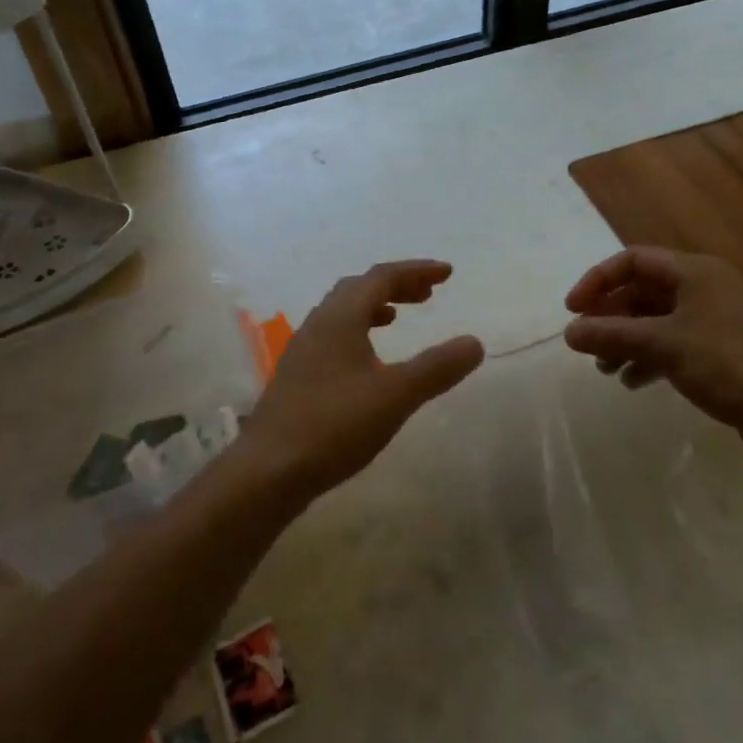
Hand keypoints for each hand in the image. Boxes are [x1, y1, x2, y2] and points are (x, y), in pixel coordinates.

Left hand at [244, 260, 484, 498]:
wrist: (268, 471)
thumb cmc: (334, 425)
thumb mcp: (395, 396)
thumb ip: (436, 368)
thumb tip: (475, 343)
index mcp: (340, 317)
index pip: (381, 276)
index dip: (416, 271)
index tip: (447, 274)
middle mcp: (318, 324)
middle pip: (359, 288)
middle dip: (396, 285)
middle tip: (428, 294)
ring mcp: (303, 350)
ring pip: (342, 313)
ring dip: (374, 307)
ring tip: (397, 318)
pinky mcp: (297, 376)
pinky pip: (333, 336)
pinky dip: (358, 332)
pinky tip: (367, 362)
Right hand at [563, 246, 742, 467]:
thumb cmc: (726, 364)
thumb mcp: (663, 345)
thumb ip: (612, 334)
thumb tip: (568, 332)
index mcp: (694, 271)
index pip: (633, 260)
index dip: (598, 280)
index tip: (573, 310)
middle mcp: (703, 287)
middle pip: (642, 291)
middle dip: (610, 316)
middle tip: (586, 343)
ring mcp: (713, 317)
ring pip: (654, 319)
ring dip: (625, 339)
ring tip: (605, 368)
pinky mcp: (718, 347)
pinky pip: (671, 341)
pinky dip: (648, 356)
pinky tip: (632, 381)